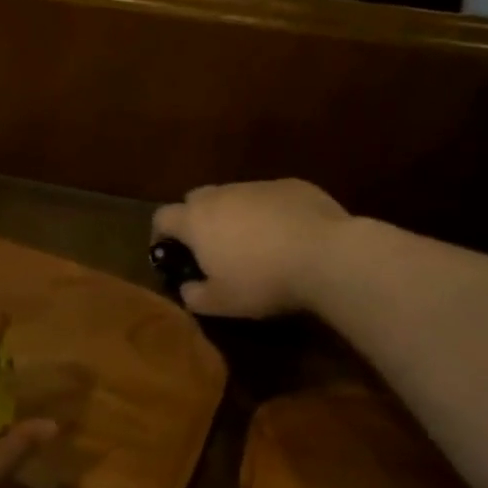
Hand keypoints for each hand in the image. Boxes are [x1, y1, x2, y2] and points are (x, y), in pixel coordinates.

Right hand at [151, 180, 351, 318]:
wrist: (327, 256)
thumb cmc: (263, 281)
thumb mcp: (222, 303)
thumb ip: (194, 295)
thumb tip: (187, 288)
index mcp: (196, 220)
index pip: (162, 217)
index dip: (160, 234)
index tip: (169, 252)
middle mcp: (222, 194)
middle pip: (196, 199)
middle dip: (197, 219)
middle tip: (211, 247)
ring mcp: (258, 186)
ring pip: (235, 196)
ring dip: (235, 215)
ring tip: (253, 243)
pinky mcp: (293, 185)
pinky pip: (270, 197)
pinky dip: (269, 212)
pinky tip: (287, 235)